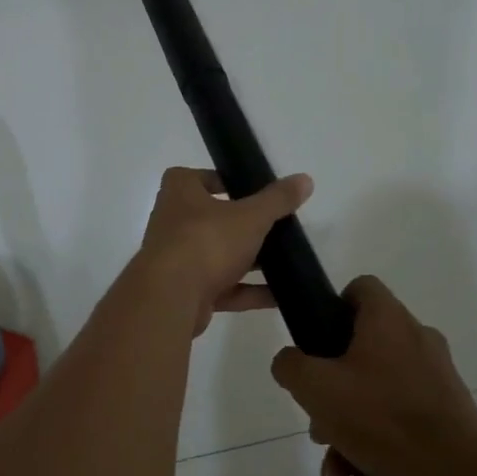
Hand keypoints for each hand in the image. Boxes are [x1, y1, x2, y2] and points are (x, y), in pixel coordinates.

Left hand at [133, 167, 312, 335]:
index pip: (196, 177)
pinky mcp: (187, 292)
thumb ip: (277, 200)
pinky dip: (248, 291)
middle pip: (211, 218)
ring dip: (248, 261)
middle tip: (275, 226)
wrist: (171, 297)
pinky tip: (279, 296)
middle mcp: (173, 221)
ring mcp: (178, 259)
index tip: (249, 190)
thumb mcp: (250, 216)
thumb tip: (305, 179)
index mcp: (180, 192)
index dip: (220, 180)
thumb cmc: (207, 241)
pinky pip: (223, 287)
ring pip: (218, 255)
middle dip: (241, 224)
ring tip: (284, 262)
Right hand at [271, 276, 476, 475]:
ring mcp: (437, 380)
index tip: (317, 343)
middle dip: (333, 394)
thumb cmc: (383, 418)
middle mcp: (417, 340)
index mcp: (388, 320)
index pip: (360, 288)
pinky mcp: (450, 417)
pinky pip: (402, 426)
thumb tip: (290, 361)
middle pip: (363, 352)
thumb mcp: (316, 388)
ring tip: (337, 473)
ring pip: (380, 397)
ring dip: (350, 434)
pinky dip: (378, 454)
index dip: (333, 307)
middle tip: (319, 427)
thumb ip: (291, 366)